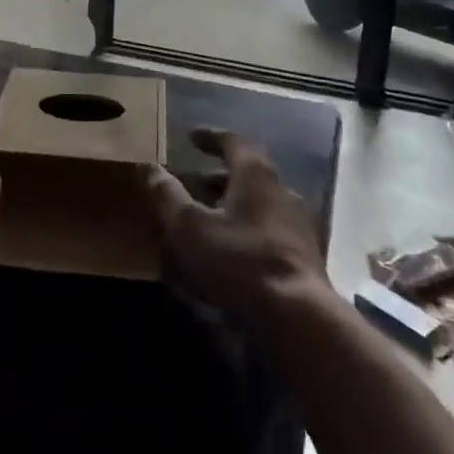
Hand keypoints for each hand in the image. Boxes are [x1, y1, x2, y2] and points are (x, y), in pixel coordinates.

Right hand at [145, 126, 326, 321]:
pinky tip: (234, 251)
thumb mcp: (189, 226)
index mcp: (255, 174)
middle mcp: (281, 190)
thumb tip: (148, 167)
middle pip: (250, 173)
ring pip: (262, 202)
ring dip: (236, 204)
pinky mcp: (305, 255)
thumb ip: (167, 195)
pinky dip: (250, 229)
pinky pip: (271, 229)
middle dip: (221, 175)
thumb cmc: (239, 260)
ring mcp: (298, 223)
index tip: (192, 137)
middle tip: (197, 181)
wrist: (298, 316)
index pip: (233, 141)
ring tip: (211, 218)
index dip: (210, 137)